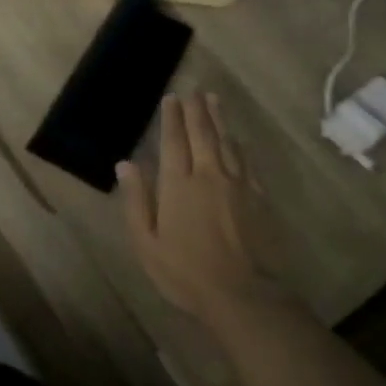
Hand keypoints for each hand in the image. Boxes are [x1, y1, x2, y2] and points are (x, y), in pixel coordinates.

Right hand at [118, 93, 275, 329]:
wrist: (244, 295)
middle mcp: (208, 174)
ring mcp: (238, 184)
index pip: (173, 141)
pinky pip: (247, 161)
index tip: (171, 98)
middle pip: (202, 133)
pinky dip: (239, 145)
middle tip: (194, 90)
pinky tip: (237, 139)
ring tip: (213, 100)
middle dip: (196, 110)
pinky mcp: (259, 197)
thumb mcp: (147, 243)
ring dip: (218, 119)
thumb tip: (126, 164)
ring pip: (227, 141)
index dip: (171, 118)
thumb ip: (136, 201)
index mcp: (178, 185)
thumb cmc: (186, 273)